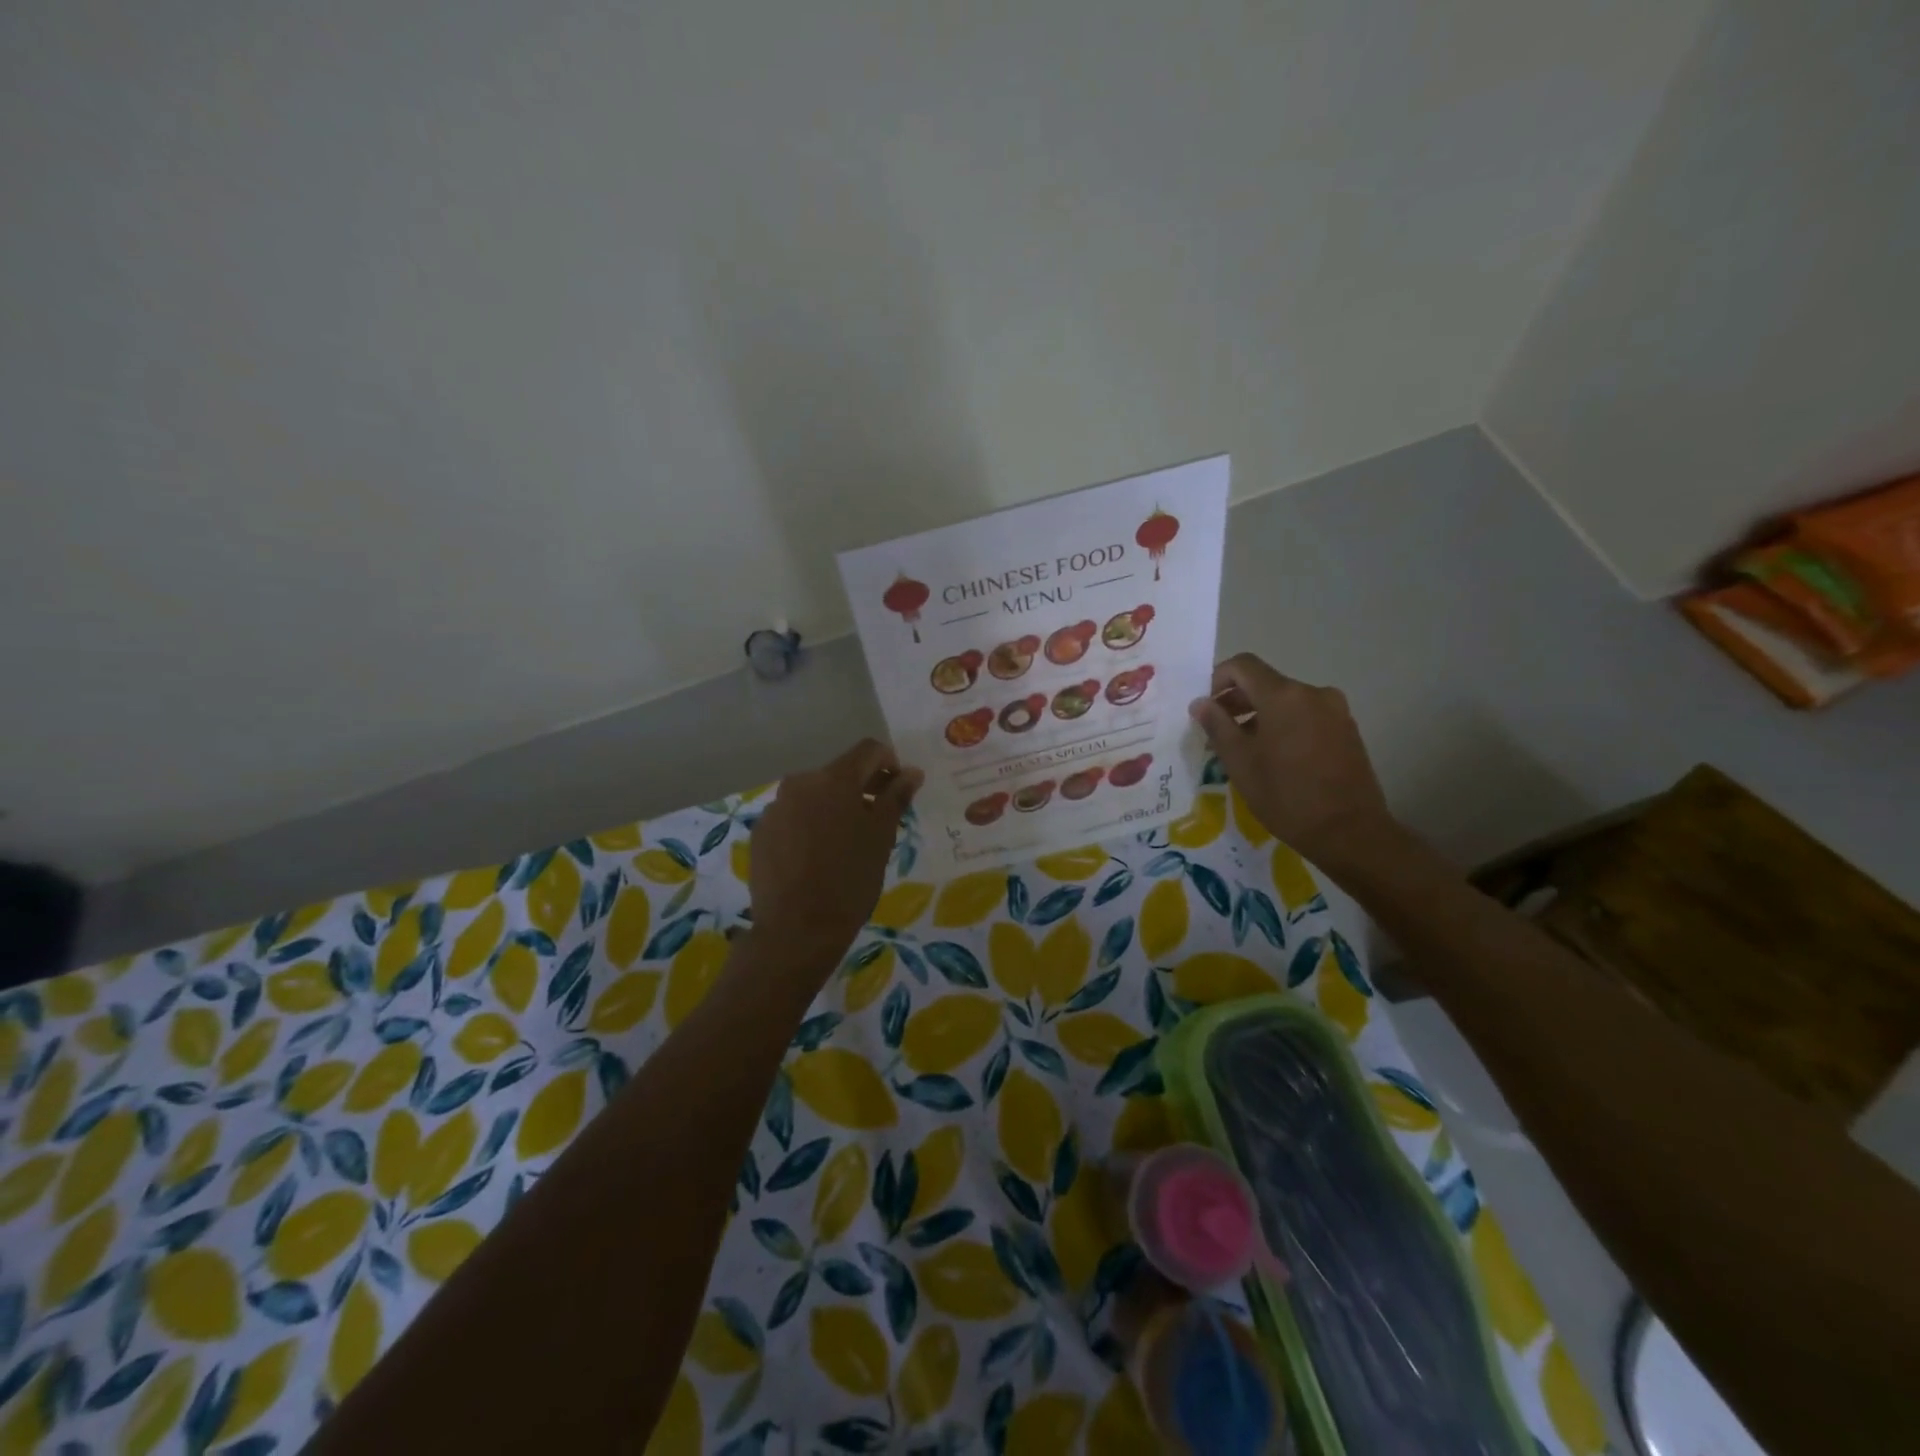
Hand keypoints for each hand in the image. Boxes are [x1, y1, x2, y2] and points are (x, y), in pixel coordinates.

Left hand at [748, 739, 922, 971]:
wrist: (797, 929)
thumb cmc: (850, 880)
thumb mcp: (882, 837)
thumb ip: (896, 797)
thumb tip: (912, 772)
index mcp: (834, 779)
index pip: (868, 749)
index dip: (889, 762)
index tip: (898, 789)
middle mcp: (800, 782)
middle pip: (839, 773)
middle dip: (862, 788)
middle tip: (877, 821)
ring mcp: (775, 807)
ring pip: (814, 795)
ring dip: (834, 808)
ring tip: (845, 843)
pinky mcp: (761, 832)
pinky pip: (792, 816)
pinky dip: (809, 825)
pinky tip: (816, 857)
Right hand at [1188, 654, 1394, 866]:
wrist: (1350, 831)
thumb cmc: (1286, 795)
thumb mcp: (1239, 762)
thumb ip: (1217, 725)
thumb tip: (1201, 703)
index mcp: (1283, 696)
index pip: (1243, 665)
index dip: (1218, 679)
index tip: (1206, 707)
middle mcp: (1312, 693)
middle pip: (1265, 683)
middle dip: (1237, 701)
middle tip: (1217, 732)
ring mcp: (1335, 711)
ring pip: (1286, 702)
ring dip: (1260, 716)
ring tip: (1245, 749)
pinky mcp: (1347, 730)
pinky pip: (1306, 716)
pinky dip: (1284, 726)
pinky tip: (1276, 758)